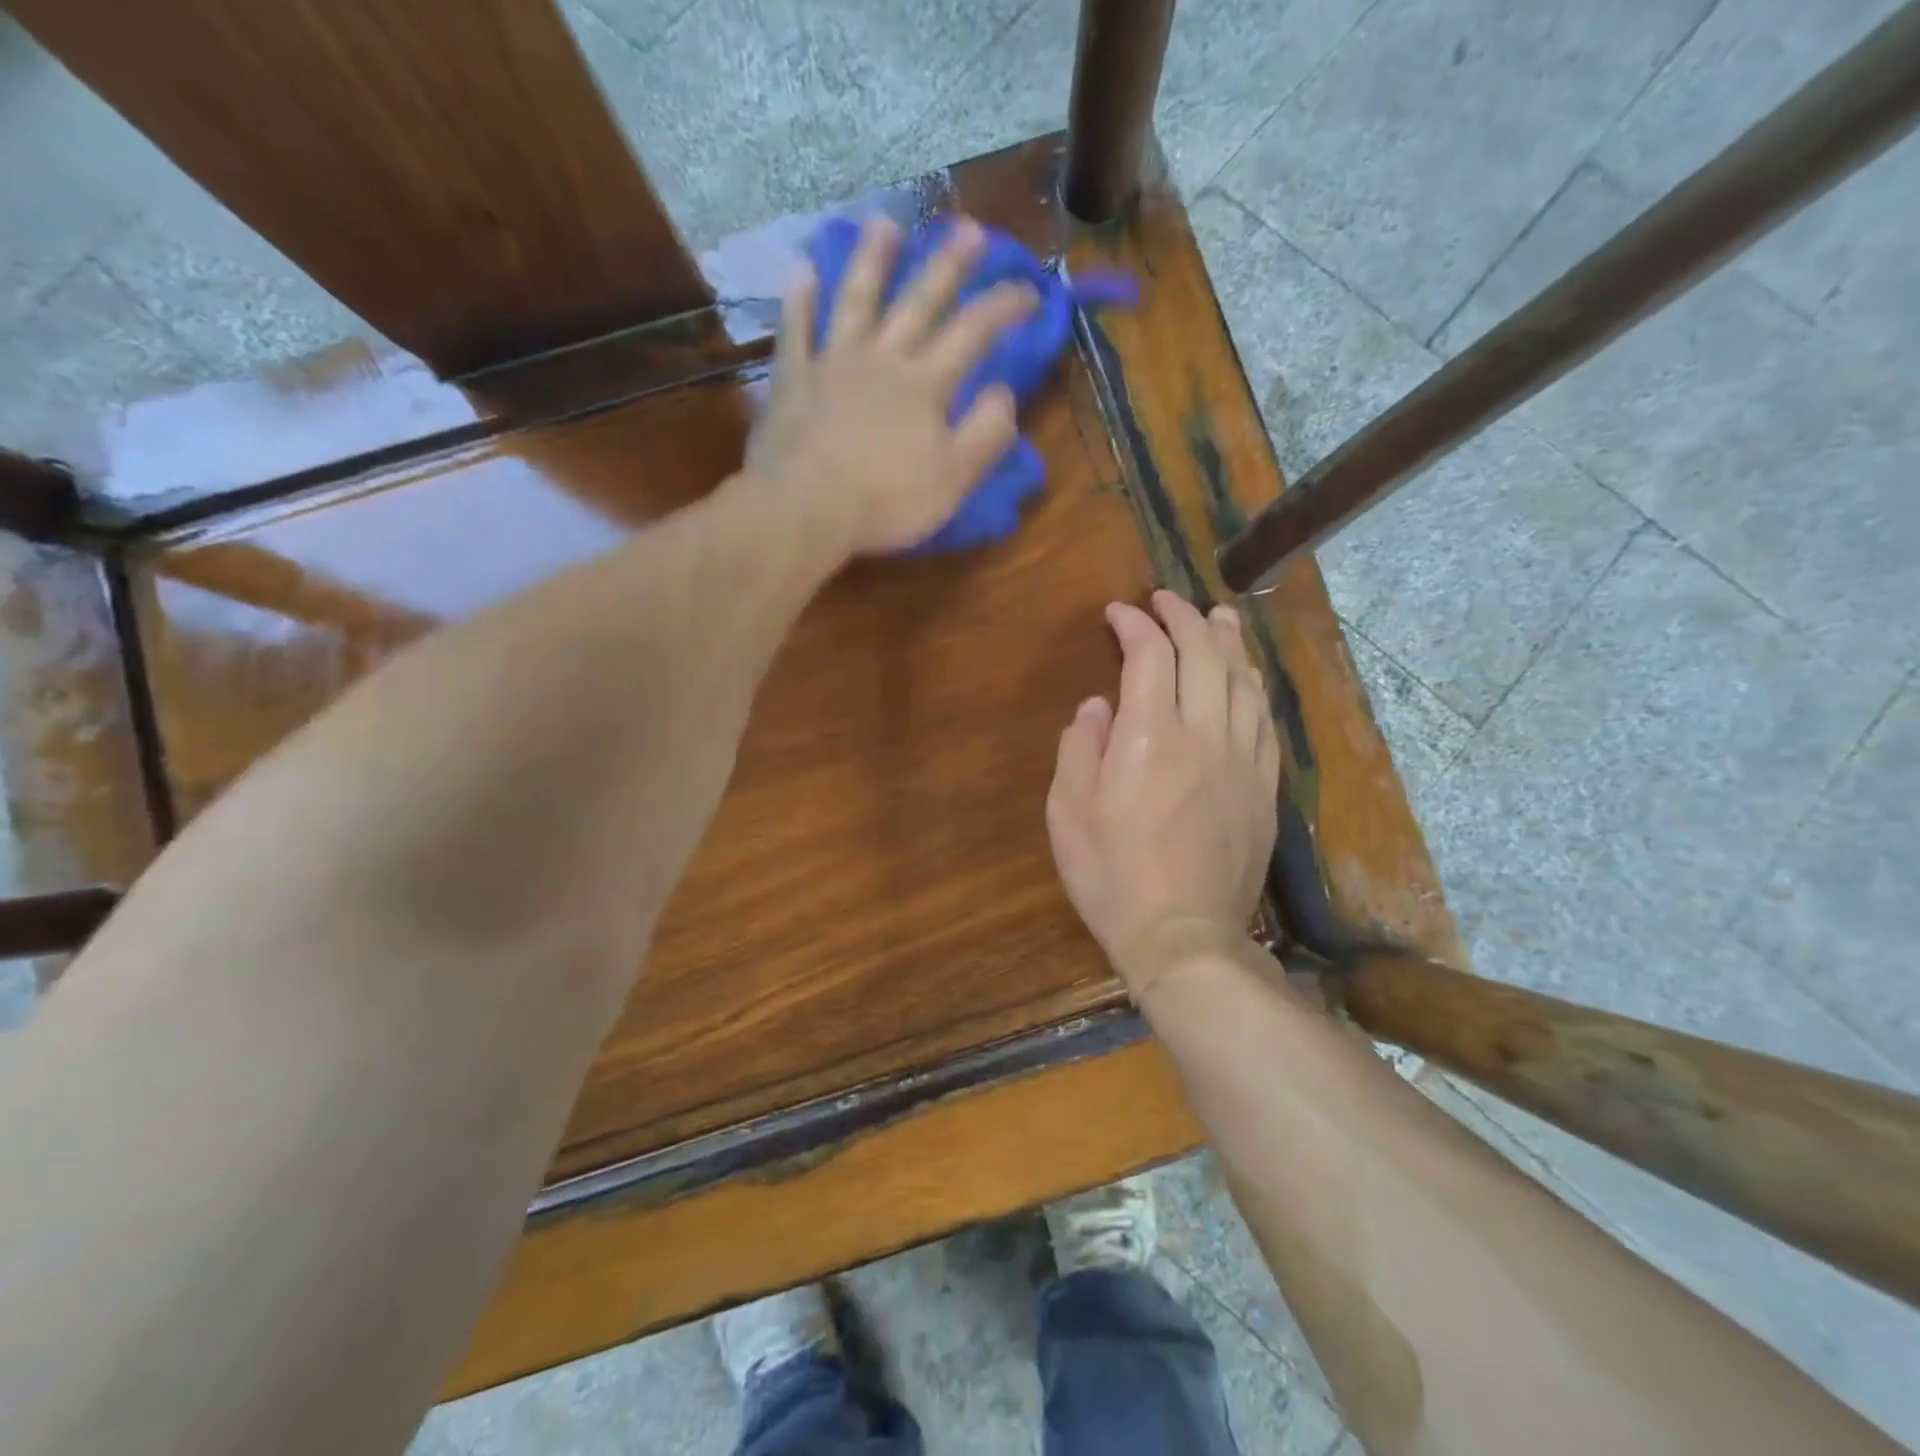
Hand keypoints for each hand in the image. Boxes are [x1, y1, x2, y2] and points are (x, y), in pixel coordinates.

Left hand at [746, 215, 1037, 556]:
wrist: (805, 509)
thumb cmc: (886, 502)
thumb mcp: (954, 479)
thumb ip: (985, 433)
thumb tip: (1004, 391)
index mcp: (926, 384)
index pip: (975, 331)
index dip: (1005, 305)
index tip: (1031, 290)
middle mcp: (882, 358)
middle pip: (919, 301)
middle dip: (948, 264)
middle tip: (968, 228)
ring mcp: (832, 362)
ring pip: (856, 299)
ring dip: (872, 259)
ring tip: (885, 222)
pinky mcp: (793, 378)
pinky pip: (795, 328)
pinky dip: (799, 299)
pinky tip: (803, 269)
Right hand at [1046, 591, 1280, 1001]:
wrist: (1183, 936)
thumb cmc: (1111, 875)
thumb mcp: (1068, 812)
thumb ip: (1080, 747)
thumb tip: (1098, 705)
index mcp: (1150, 736)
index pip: (1150, 655)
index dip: (1135, 624)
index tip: (1118, 613)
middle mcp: (1204, 735)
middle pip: (1205, 655)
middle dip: (1183, 618)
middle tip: (1166, 600)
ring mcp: (1241, 760)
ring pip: (1243, 681)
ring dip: (1228, 641)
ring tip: (1217, 617)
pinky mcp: (1263, 787)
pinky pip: (1264, 720)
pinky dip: (1253, 686)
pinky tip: (1246, 677)